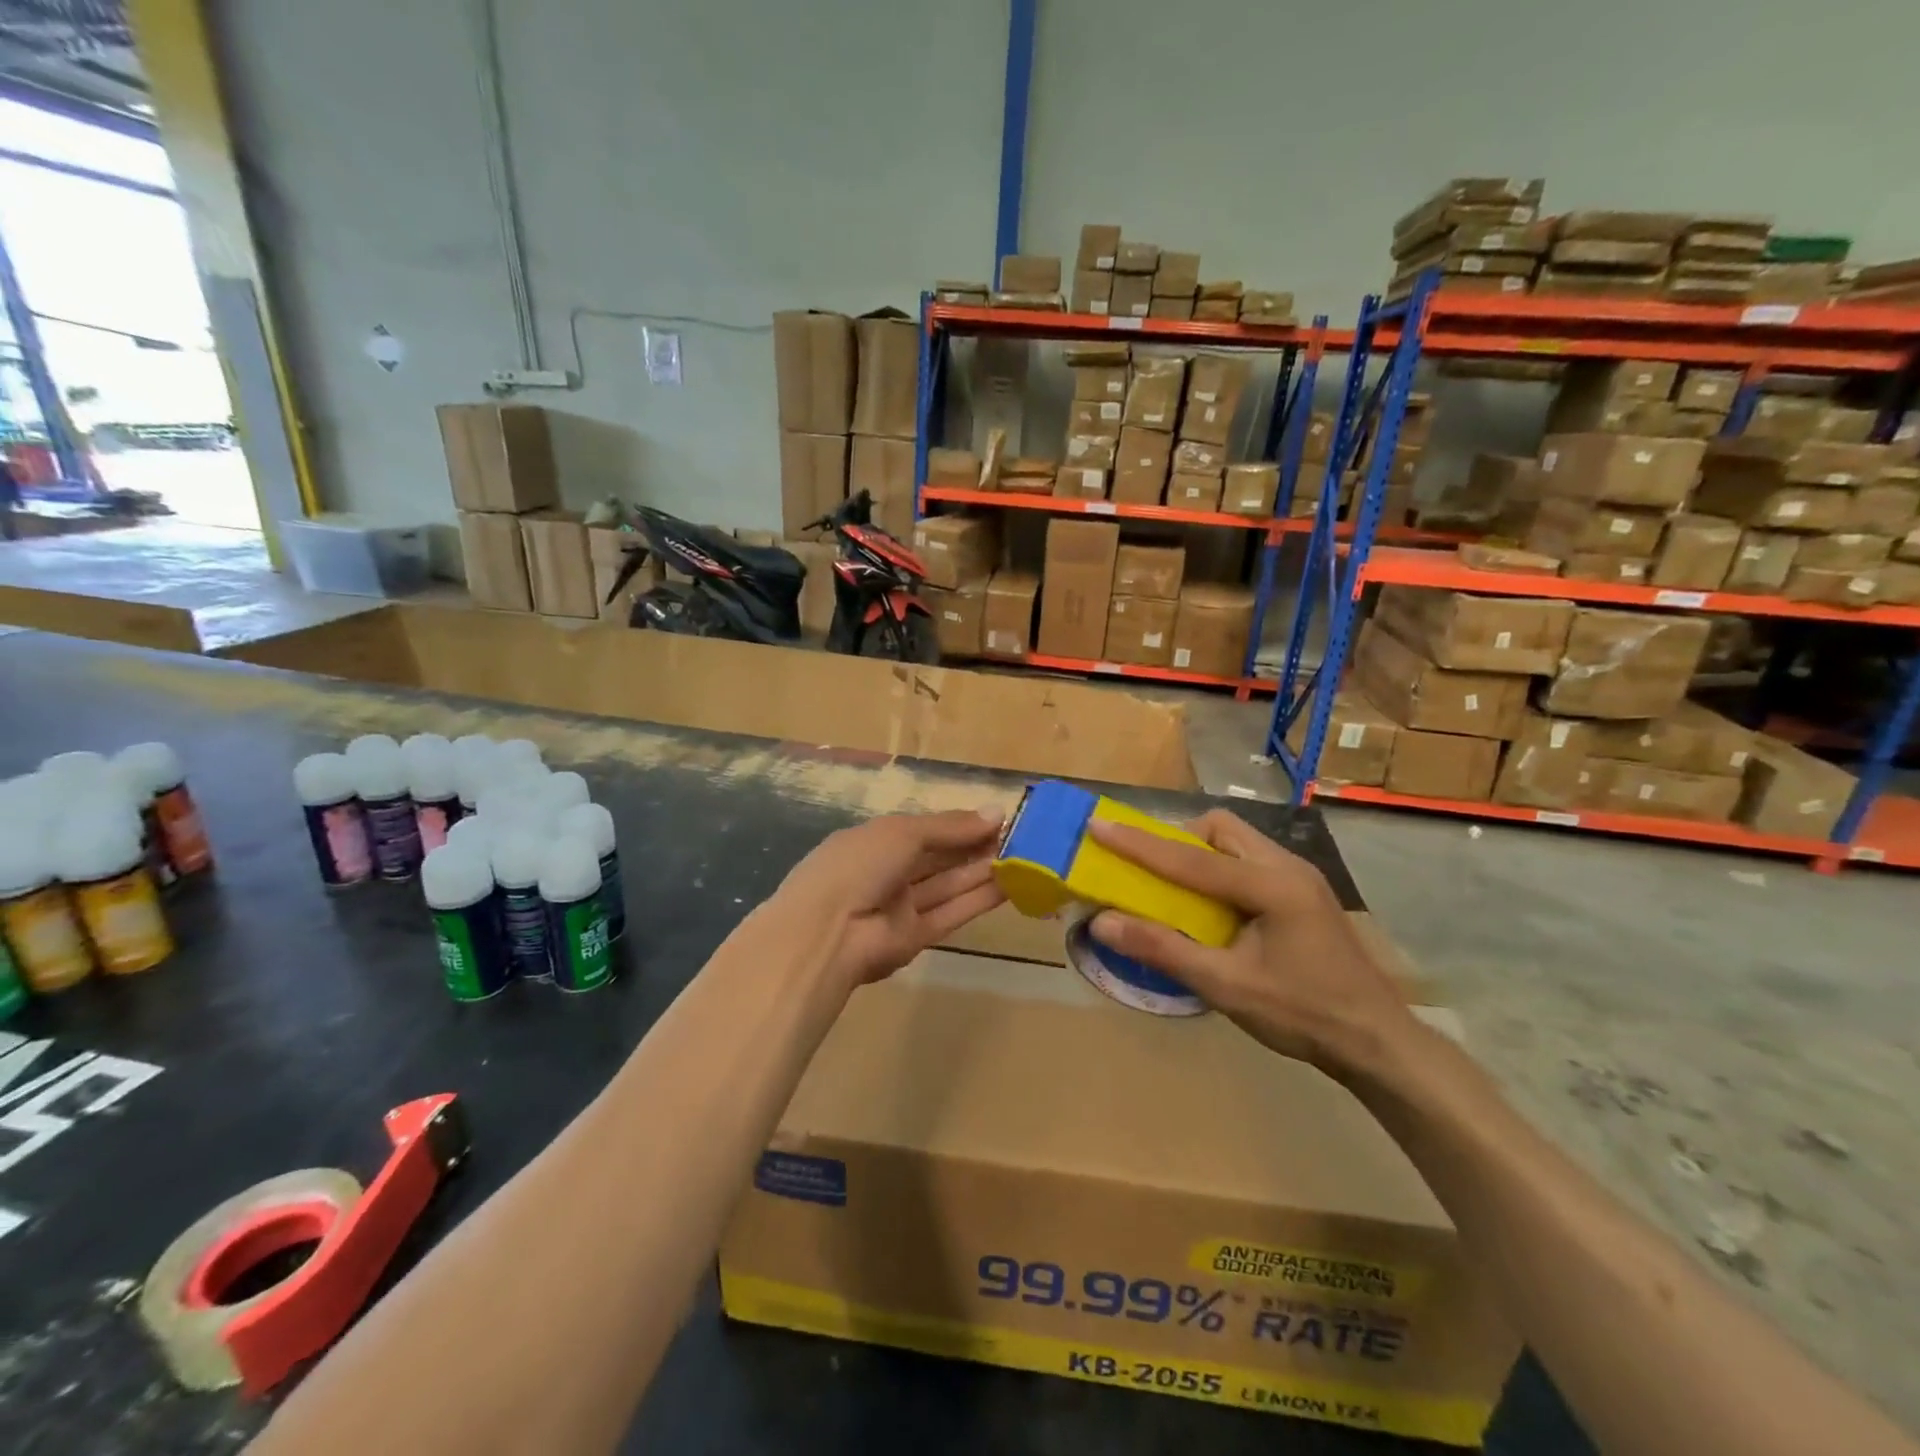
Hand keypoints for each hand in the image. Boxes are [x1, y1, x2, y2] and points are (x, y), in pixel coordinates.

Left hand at [774, 809, 1006, 990]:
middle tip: (1019, 838)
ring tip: (1024, 858)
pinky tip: (1012, 885)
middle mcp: (888, 872)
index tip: (998, 819)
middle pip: (939, 857)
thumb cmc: (859, 865)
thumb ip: (950, 826)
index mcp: (876, 841)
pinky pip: (952, 913)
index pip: (924, 830)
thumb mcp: (903, 833)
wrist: (827, 932)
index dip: (959, 824)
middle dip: (975, 846)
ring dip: (983, 871)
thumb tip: (997, 812)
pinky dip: (980, 899)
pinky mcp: (916, 937)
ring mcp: (901, 906)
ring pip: (949, 885)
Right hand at [1086, 810, 1414, 1074]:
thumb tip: (1103, 922)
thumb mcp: (1226, 986)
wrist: (1379, 1042)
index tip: (1098, 826)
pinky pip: (1250, 861)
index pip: (1191, 858)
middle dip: (1177, 840)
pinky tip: (1213, 906)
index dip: (1139, 843)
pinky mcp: (1303, 892)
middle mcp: (1287, 866)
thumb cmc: (1303, 1014)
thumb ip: (1164, 949)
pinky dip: (1219, 870)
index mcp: (1271, 884)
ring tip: (1176, 889)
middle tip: (1148, 869)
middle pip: (1220, 829)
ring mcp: (1300, 877)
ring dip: (1199, 854)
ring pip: (1237, 841)